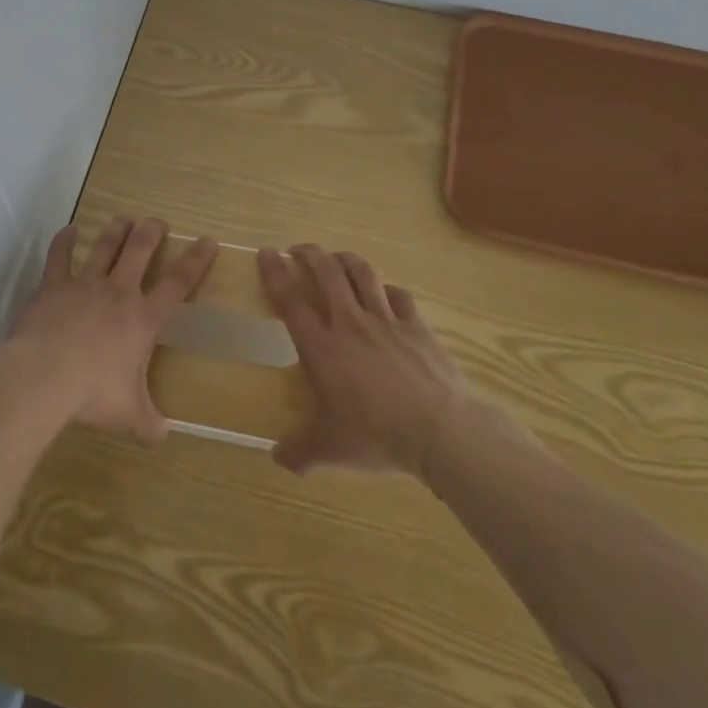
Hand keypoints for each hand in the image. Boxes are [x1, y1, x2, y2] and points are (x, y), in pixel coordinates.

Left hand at [2, 217, 218, 444]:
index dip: (196, 260)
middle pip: (140, 251)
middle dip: (152, 232)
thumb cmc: (92, 394)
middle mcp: (118, 292)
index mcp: (143, 319)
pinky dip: (65, 240)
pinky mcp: (53, 286)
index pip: (178, 283)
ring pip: (104, 246)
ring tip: (123, 219)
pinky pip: (60, 256)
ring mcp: (84, 285)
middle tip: (157, 222)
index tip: (207, 241)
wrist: (43, 377)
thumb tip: (163, 438)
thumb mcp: (129, 415)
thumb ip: (149, 424)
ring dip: (115, 231)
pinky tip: (69, 230)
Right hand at [259, 244, 470, 477]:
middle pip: (326, 273)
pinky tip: (385, 293)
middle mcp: (350, 323)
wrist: (441, 431)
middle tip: (298, 249)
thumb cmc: (377, 436)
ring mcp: (386, 321)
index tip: (266, 253)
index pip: (291, 300)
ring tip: (337, 258)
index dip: (275, 273)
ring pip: (363, 274)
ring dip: (346, 259)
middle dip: (309, 254)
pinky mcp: (417, 326)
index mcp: (322, 347)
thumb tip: (277, 458)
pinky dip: (387, 289)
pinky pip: (399, 296)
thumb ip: (300, 451)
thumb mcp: (331, 450)